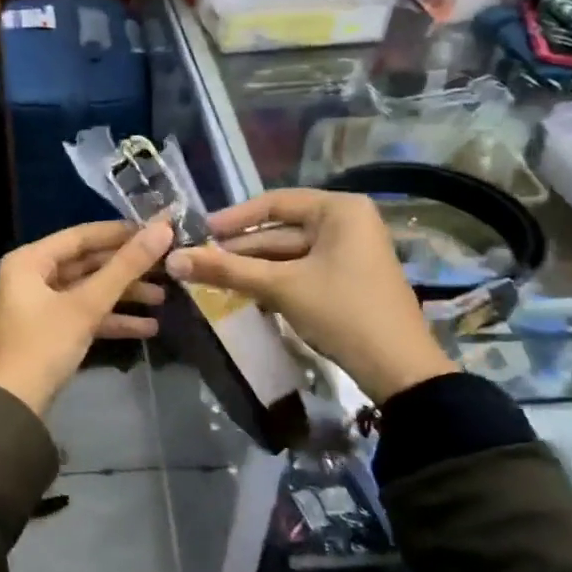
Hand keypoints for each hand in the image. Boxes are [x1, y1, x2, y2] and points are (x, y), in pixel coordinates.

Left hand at [0, 218, 174, 414]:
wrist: (14, 406)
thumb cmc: (44, 345)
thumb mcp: (86, 305)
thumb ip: (125, 267)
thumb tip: (162, 229)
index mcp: (30, 261)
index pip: (81, 236)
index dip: (120, 232)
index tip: (157, 230)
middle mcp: (32, 276)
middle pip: (87, 263)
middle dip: (126, 268)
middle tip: (166, 264)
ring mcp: (41, 305)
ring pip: (89, 290)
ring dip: (124, 295)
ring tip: (164, 297)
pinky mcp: (51, 330)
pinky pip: (85, 314)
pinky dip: (112, 319)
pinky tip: (148, 327)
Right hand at [164, 189, 454, 403]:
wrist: (398, 369)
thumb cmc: (342, 312)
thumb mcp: (281, 287)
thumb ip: (226, 270)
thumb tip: (173, 259)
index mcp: (339, 210)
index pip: (275, 202)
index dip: (234, 218)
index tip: (200, 231)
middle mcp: (347, 222)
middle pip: (281, 230)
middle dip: (240, 248)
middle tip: (198, 259)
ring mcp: (349, 252)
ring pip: (289, 253)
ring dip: (253, 266)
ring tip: (212, 276)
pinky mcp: (347, 279)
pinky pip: (301, 270)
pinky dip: (273, 279)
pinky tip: (243, 290)